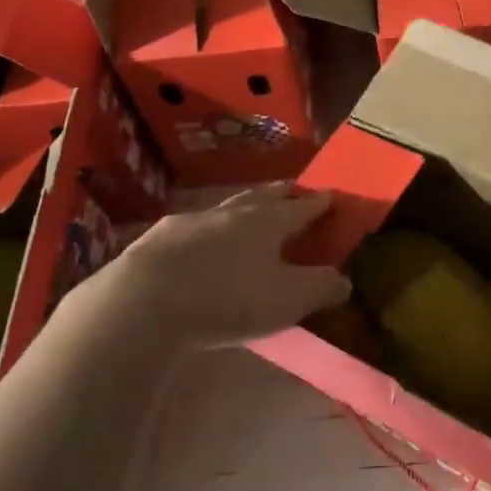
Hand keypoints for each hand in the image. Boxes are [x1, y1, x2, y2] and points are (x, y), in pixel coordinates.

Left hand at [91, 185, 349, 348]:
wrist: (146, 301)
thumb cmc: (229, 298)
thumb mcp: (288, 299)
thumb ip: (321, 287)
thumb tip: (344, 278)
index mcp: (268, 222)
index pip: (301, 207)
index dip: (319, 203)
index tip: (330, 195)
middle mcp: (233, 212)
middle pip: (263, 196)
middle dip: (282, 193)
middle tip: (293, 189)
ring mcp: (193, 221)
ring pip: (226, 208)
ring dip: (242, 208)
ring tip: (249, 212)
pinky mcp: (159, 238)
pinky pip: (193, 228)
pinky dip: (206, 232)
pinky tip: (199, 244)